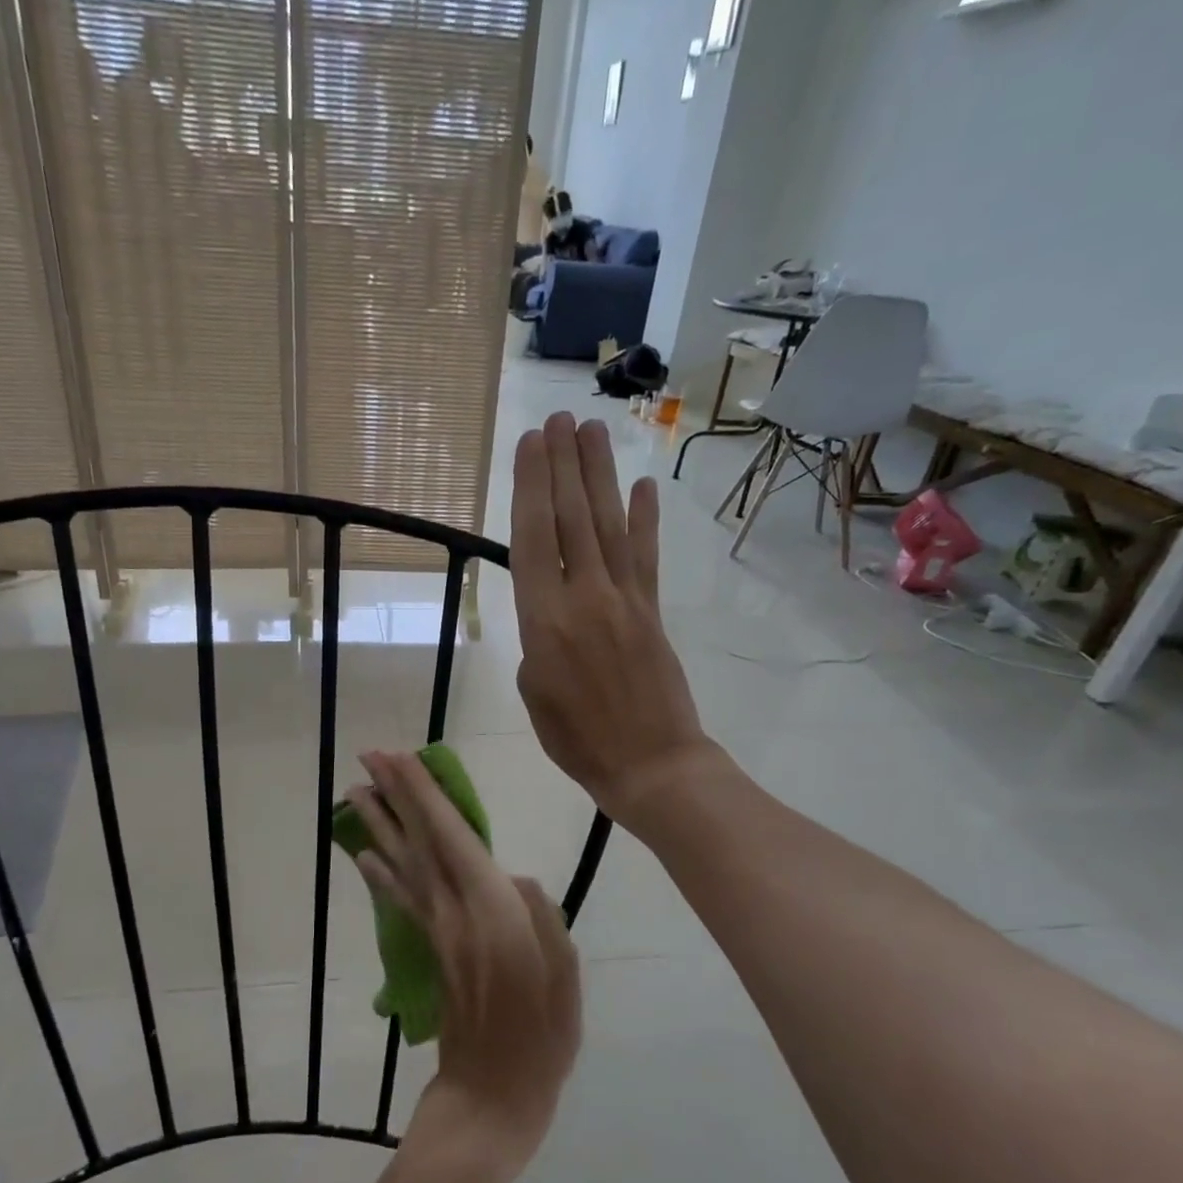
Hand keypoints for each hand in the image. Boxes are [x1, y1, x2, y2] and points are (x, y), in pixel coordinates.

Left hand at [347, 750, 580, 1174]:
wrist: (491, 1095)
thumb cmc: (541, 1037)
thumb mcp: (563, 974)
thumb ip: (541, 916)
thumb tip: (517, 879)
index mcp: (491, 909)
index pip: (451, 836)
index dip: (426, 795)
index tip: (403, 759)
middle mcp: (453, 910)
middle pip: (419, 840)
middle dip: (395, 794)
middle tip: (370, 756)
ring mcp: (436, 928)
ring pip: (402, 862)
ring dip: (379, 824)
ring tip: (356, 791)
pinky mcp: (428, 947)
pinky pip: (400, 898)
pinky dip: (380, 872)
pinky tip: (364, 855)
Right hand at [510, 412, 721, 832]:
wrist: (650, 764)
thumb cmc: (577, 739)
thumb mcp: (533, 693)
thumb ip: (536, 640)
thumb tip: (550, 610)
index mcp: (544, 621)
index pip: (534, 538)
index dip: (531, 486)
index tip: (530, 443)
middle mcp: (584, 597)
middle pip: (572, 518)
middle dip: (564, 464)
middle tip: (559, 418)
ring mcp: (624, 600)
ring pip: (608, 526)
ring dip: (599, 475)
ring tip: (591, 431)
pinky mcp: (652, 611)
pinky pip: (646, 557)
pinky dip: (645, 520)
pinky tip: (643, 487)